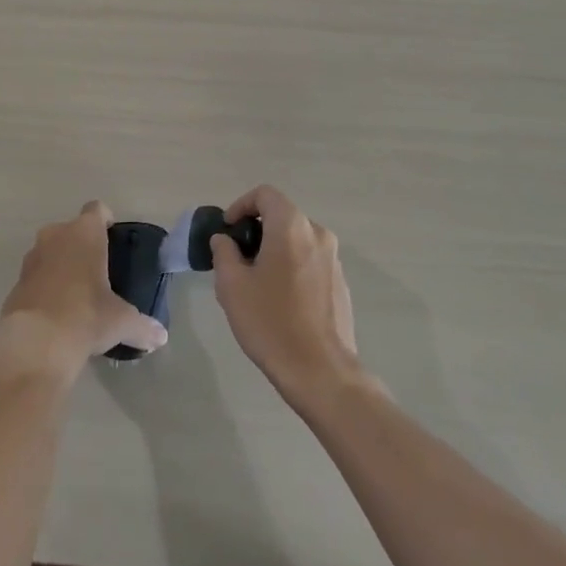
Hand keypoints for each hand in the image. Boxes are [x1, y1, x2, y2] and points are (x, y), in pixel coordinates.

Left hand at [0, 202, 167, 377]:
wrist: (34, 345)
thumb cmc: (85, 316)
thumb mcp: (121, 322)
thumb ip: (143, 326)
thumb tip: (161, 337)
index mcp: (85, 233)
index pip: (97, 210)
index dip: (106, 220)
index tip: (113, 238)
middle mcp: (55, 236)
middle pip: (71, 230)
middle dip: (82, 245)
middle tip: (97, 270)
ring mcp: (31, 258)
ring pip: (50, 251)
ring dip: (61, 265)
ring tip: (77, 293)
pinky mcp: (15, 283)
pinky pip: (36, 276)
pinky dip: (45, 287)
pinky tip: (56, 312)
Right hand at [210, 185, 361, 405]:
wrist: (321, 371)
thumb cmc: (271, 322)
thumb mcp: (232, 286)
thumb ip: (224, 253)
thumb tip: (225, 240)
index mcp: (291, 226)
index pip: (265, 194)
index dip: (241, 205)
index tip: (228, 231)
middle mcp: (317, 233)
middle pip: (282, 216)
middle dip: (257, 231)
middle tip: (237, 259)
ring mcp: (333, 259)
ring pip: (297, 240)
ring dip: (275, 250)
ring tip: (257, 283)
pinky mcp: (341, 283)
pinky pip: (311, 261)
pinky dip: (293, 267)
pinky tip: (281, 301)